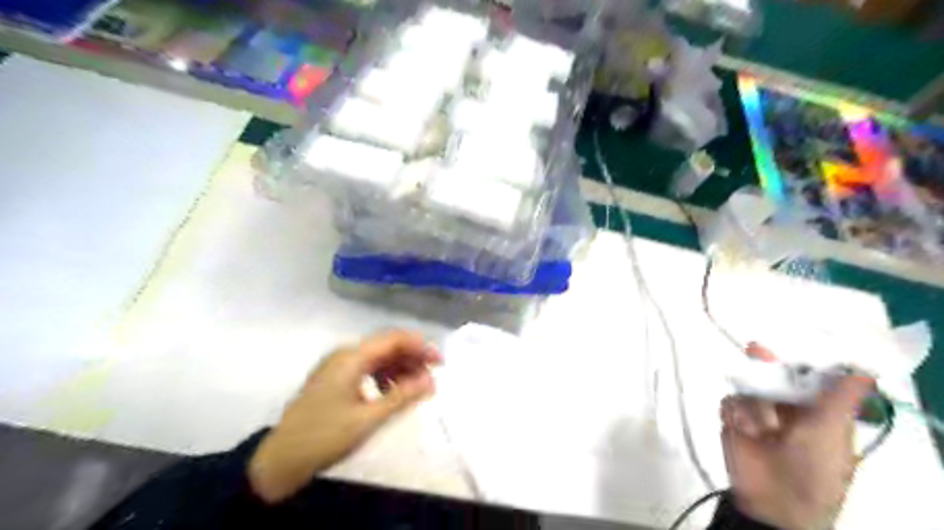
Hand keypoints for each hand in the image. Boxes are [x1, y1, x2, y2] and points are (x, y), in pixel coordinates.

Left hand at [247, 330, 438, 502]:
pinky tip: (391, 393)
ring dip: (399, 368)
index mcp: (351, 358)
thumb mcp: (368, 419)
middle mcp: (344, 354)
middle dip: (412, 358)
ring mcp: (337, 366)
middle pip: (386, 346)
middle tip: (432, 377)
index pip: (393, 339)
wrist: (280, 460)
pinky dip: (384, 376)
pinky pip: (366, 368)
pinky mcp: (334, 378)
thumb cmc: (324, 437)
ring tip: (416, 388)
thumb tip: (431, 380)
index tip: (440, 362)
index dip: (420, 346)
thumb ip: (402, 396)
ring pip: (377, 357)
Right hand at [725, 344, 877, 528]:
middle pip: (773, 375)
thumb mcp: (830, 435)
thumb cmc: (814, 471)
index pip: (808, 377)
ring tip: (762, 428)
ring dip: (753, 404)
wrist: (775, 503)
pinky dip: (735, 413)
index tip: (793, 349)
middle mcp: (786, 407)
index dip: (800, 363)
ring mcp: (758, 412)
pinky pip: (729, 402)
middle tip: (756, 349)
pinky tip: (744, 429)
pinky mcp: (734, 420)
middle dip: (766, 364)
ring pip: (748, 387)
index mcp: (816, 410)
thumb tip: (864, 371)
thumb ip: (839, 401)